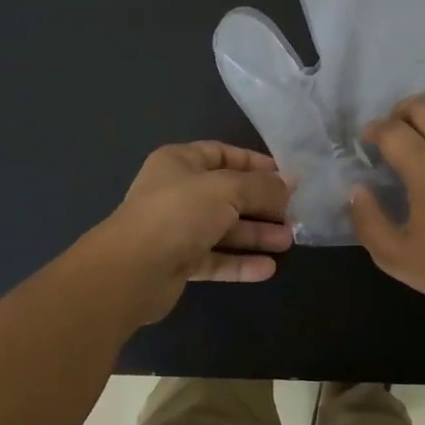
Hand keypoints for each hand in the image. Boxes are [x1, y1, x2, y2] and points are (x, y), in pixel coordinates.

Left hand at [83, 142, 292, 325]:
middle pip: (227, 194)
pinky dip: (240, 262)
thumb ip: (261, 186)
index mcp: (179, 163)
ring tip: (288, 241)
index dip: (254, 163)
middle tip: (293, 213)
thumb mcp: (227, 189)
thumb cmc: (179, 213)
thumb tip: (291, 181)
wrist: (132, 270)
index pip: (222, 154)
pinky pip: (215, 259)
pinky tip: (268, 268)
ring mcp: (176, 229)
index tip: (285, 176)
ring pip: (223, 229)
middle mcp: (176, 192)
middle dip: (261, 204)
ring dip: (255, 234)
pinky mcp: (178, 263)